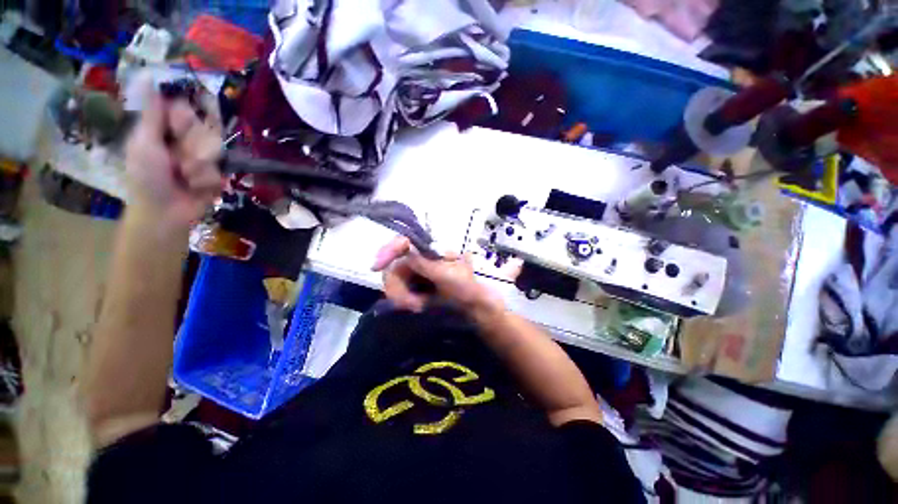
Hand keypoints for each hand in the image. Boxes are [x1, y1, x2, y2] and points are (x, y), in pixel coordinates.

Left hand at [125, 85, 223, 229]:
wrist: (164, 213)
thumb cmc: (146, 178)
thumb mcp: (144, 143)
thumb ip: (153, 114)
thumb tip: (148, 79)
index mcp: (166, 129)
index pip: (187, 109)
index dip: (185, 118)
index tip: (176, 129)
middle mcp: (186, 140)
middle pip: (205, 128)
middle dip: (192, 146)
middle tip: (175, 160)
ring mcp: (203, 158)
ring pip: (216, 150)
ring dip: (198, 166)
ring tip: (184, 178)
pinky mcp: (216, 175)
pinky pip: (219, 171)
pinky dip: (205, 181)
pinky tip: (194, 188)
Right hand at [372, 236, 503, 315]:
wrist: (472, 308)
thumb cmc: (466, 288)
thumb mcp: (449, 276)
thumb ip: (427, 264)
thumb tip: (407, 248)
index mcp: (431, 249)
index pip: (404, 242)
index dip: (388, 250)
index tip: (376, 266)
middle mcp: (420, 257)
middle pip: (393, 265)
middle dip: (397, 287)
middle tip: (409, 305)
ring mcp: (415, 271)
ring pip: (393, 280)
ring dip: (401, 296)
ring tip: (418, 307)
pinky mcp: (413, 285)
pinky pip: (398, 290)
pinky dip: (403, 300)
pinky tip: (415, 306)